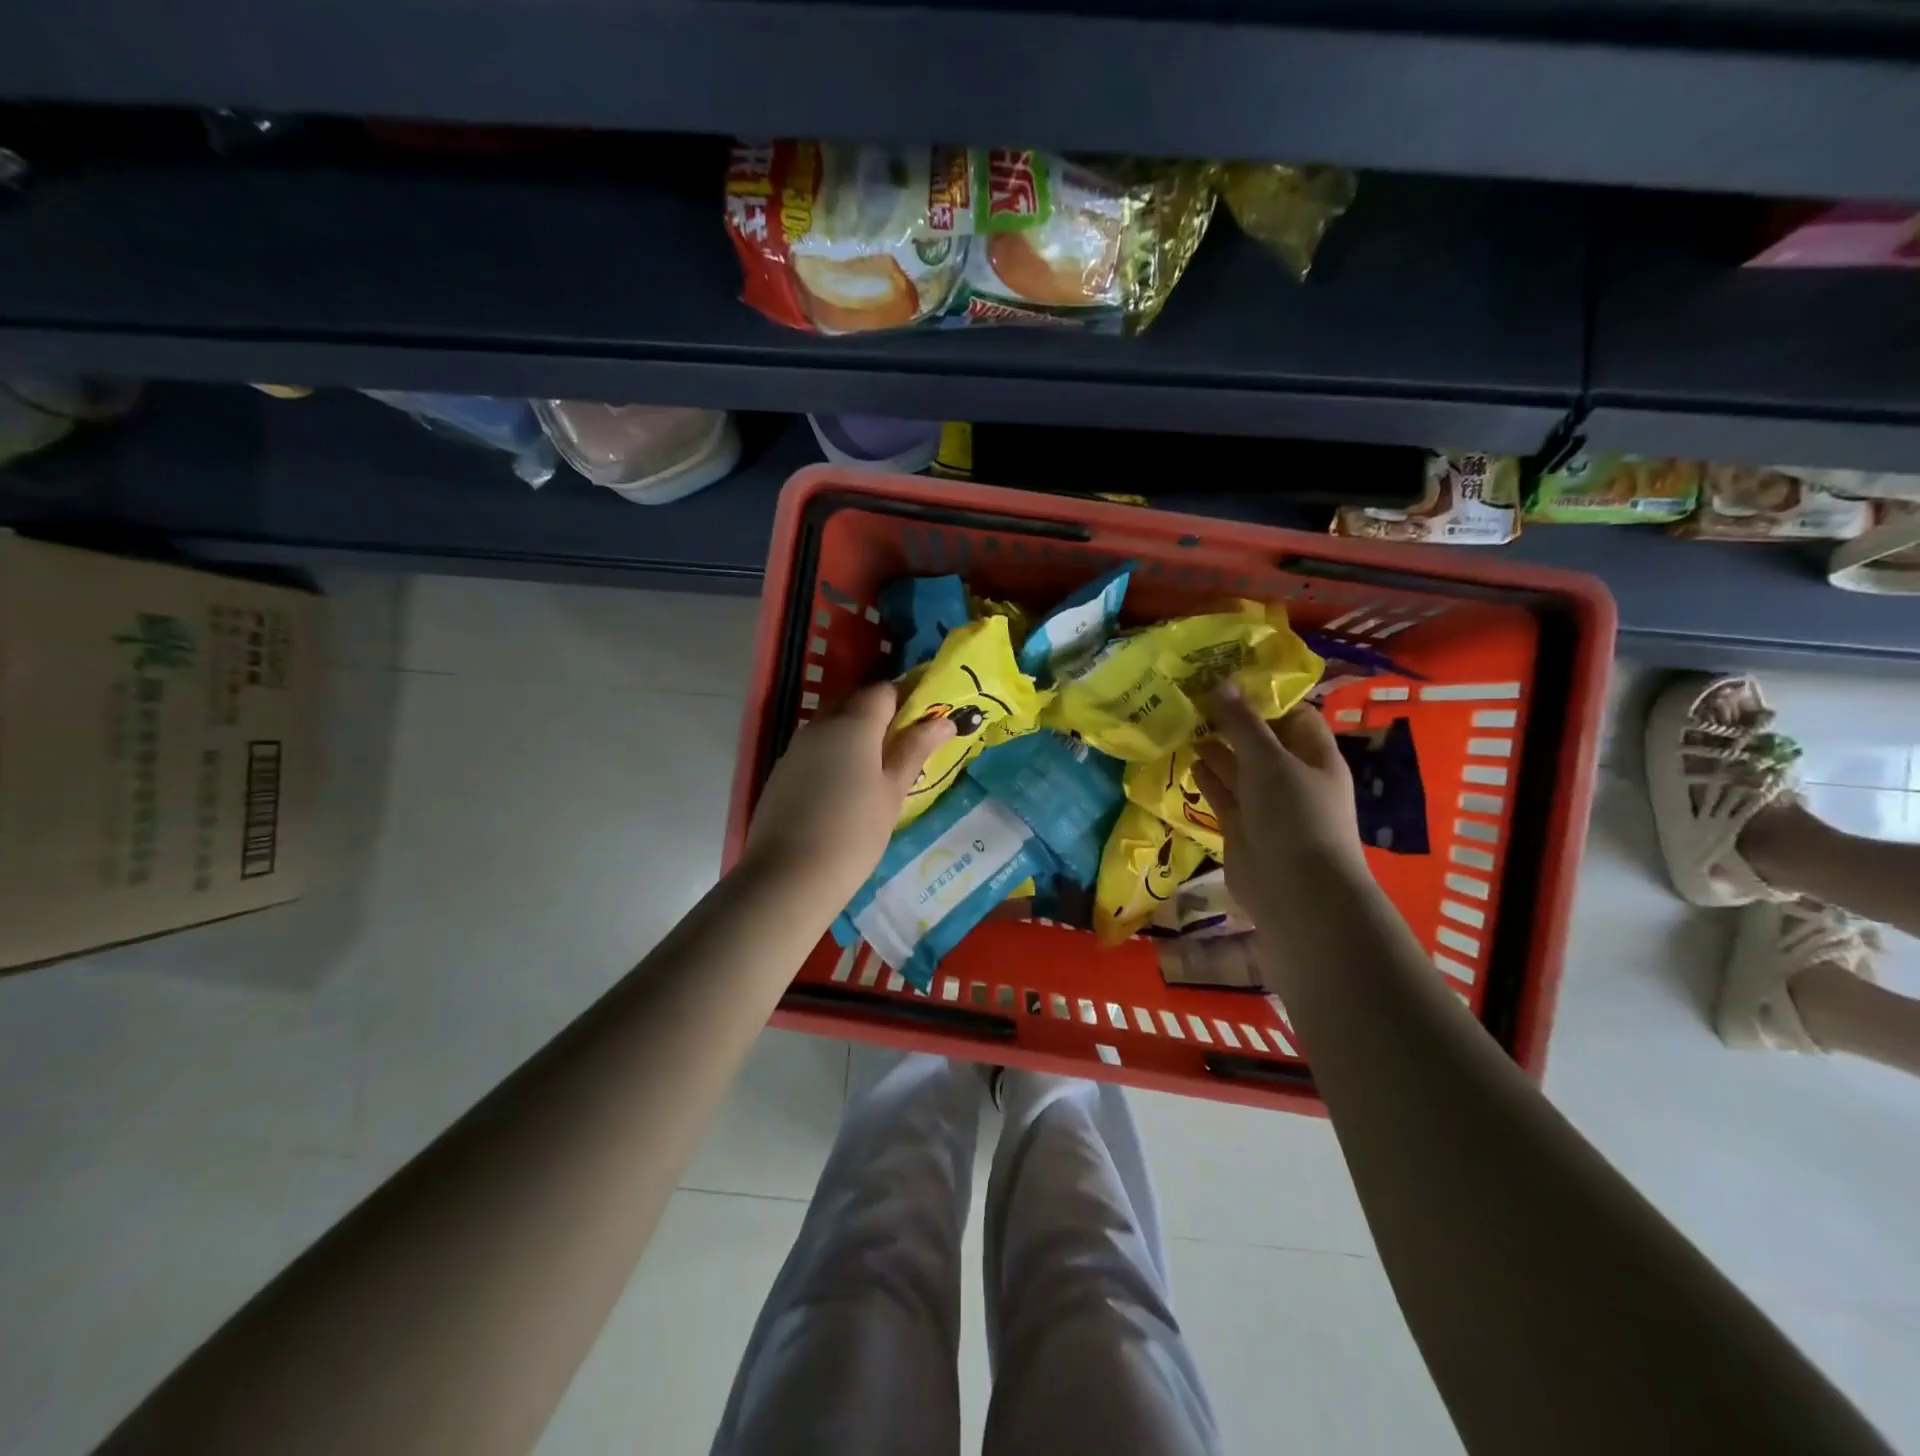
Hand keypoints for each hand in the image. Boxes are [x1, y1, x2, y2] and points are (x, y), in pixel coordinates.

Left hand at [744, 681, 954, 901]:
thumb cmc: (854, 833)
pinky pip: (814, 750)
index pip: (883, 691)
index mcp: (853, 724)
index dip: (906, 699)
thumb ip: (915, 750)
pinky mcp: (781, 773)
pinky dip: (833, 756)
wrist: (788, 877)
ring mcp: (796, 749)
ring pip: (831, 726)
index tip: (925, 720)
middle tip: (905, 745)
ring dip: (855, 736)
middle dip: (880, 715)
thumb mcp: (893, 792)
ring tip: (877, 770)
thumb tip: (943, 721)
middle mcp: (820, 726)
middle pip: (854, 703)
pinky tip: (844, 788)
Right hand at [1193, 685, 1365, 925]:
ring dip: (1215, 748)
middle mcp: (1292, 777)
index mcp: (1314, 756)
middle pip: (1261, 740)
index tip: (1226, 677)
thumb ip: (1242, 723)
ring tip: (1184, 723)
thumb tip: (1220, 682)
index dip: (1263, 696)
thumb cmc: (1294, 816)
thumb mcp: (1269, 761)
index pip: (1292, 715)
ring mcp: (1267, 805)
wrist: (1295, 892)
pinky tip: (1189, 760)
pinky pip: (1223, 796)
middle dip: (1231, 721)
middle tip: (1194, 696)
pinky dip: (1207, 779)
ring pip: (1238, 768)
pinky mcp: (1242, 828)